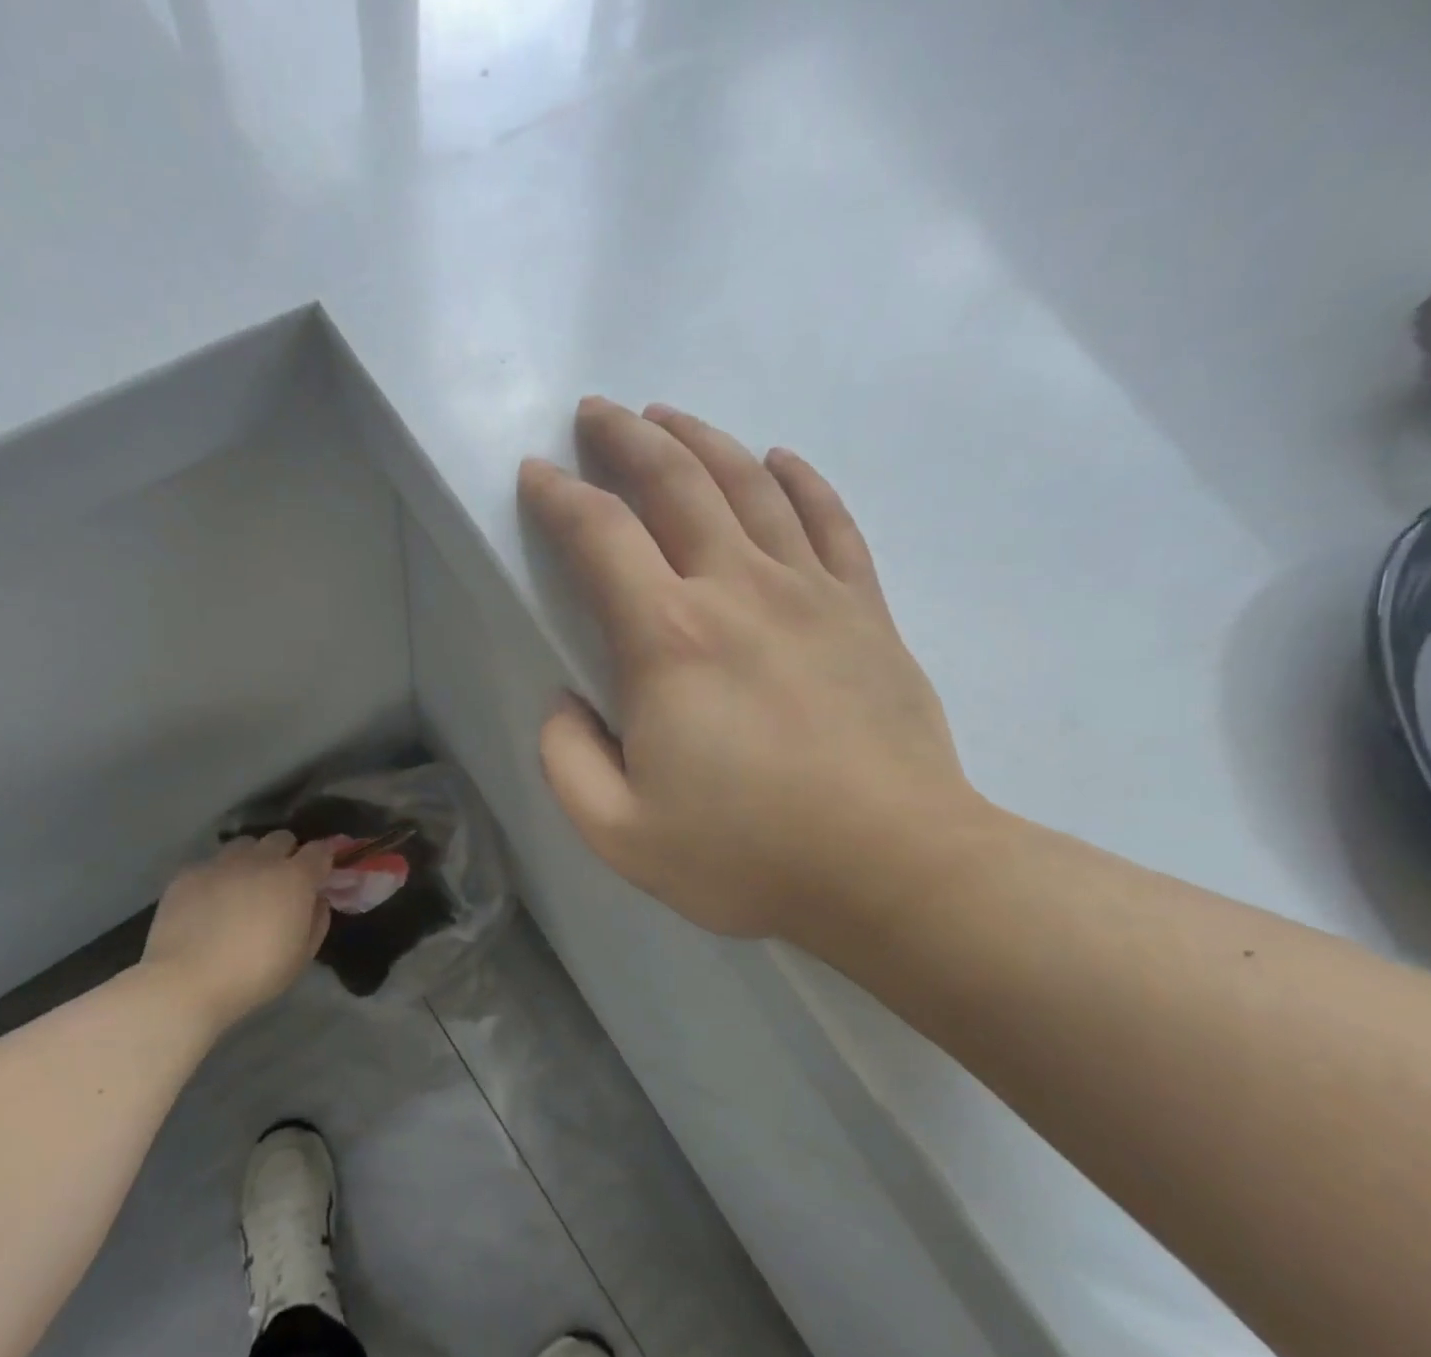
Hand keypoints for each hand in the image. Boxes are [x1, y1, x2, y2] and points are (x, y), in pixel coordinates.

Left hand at [137, 833, 334, 1028]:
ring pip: (244, 845)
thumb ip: (318, 920)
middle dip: (287, 854)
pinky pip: (211, 864)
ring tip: (243, 887)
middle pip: (281, 838)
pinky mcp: (188, 874)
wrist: (186, 983)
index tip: (321, 874)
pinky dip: (217, 877)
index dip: (323, 859)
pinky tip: (209, 904)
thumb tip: (317, 900)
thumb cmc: (254, 974)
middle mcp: (260, 860)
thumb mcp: (302, 956)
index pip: (319, 850)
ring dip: (251, 859)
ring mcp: (221, 863)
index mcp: (294, 878)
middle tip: (281, 882)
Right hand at [519, 397, 987, 949]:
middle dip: (626, 437)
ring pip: (750, 483)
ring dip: (701, 440)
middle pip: (676, 481)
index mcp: (668, 639)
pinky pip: (830, 520)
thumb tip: (567, 701)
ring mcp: (811, 591)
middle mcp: (737, 589)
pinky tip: (777, 459)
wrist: (894, 869)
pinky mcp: (865, 610)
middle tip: (597, 413)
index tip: (536, 473)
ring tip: (668, 418)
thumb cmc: (748, 856)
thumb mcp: (619, 832)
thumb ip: (567, 759)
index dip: (558, 496)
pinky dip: (800, 479)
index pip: (599, 535)